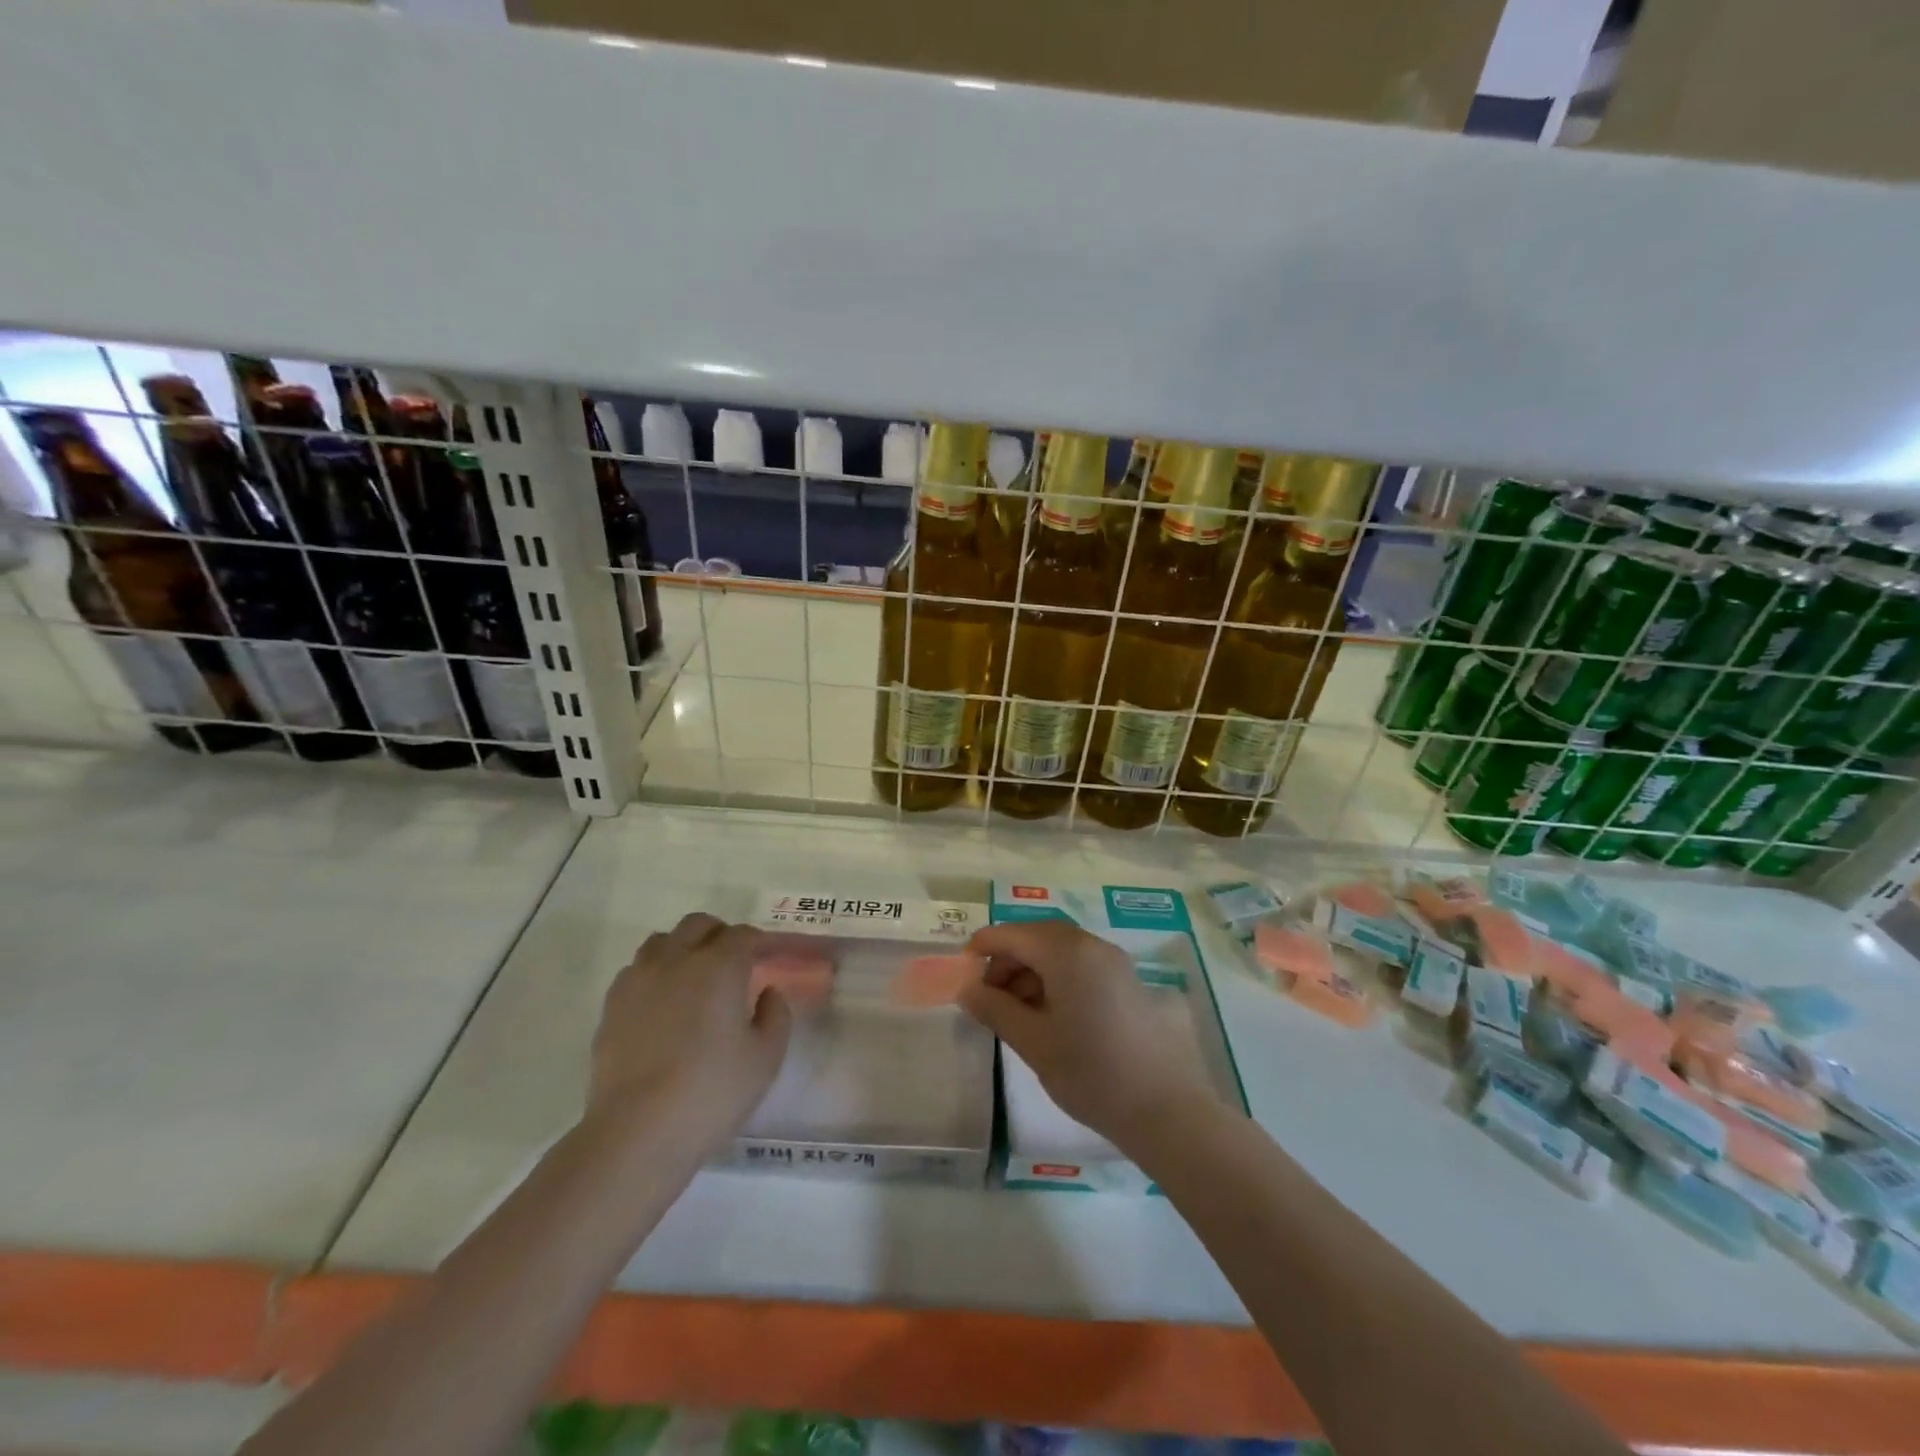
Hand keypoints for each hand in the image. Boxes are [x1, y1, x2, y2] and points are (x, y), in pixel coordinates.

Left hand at [588, 913, 790, 1149]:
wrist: (637, 1131)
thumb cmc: (712, 1091)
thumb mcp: (766, 1057)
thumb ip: (776, 1015)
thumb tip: (767, 993)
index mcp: (720, 966)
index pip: (743, 935)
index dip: (759, 942)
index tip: (769, 957)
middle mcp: (677, 959)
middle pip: (699, 925)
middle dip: (720, 935)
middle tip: (734, 962)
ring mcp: (639, 979)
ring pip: (662, 941)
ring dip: (683, 947)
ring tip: (694, 977)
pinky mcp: (612, 1004)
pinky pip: (636, 969)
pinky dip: (655, 973)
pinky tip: (662, 1002)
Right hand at [959, 921, 1215, 1148]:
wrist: (1164, 1108)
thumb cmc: (1091, 1072)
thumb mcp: (1033, 1042)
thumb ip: (994, 1009)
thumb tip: (966, 988)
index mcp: (1066, 951)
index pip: (1011, 934)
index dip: (981, 948)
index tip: (960, 976)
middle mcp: (1091, 944)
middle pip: (1036, 937)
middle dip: (1006, 961)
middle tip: (986, 999)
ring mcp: (1113, 961)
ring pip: (1058, 951)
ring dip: (1030, 971)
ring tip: (1014, 1013)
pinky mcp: (1126, 981)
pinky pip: (1080, 965)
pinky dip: (1055, 979)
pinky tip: (1047, 1016)